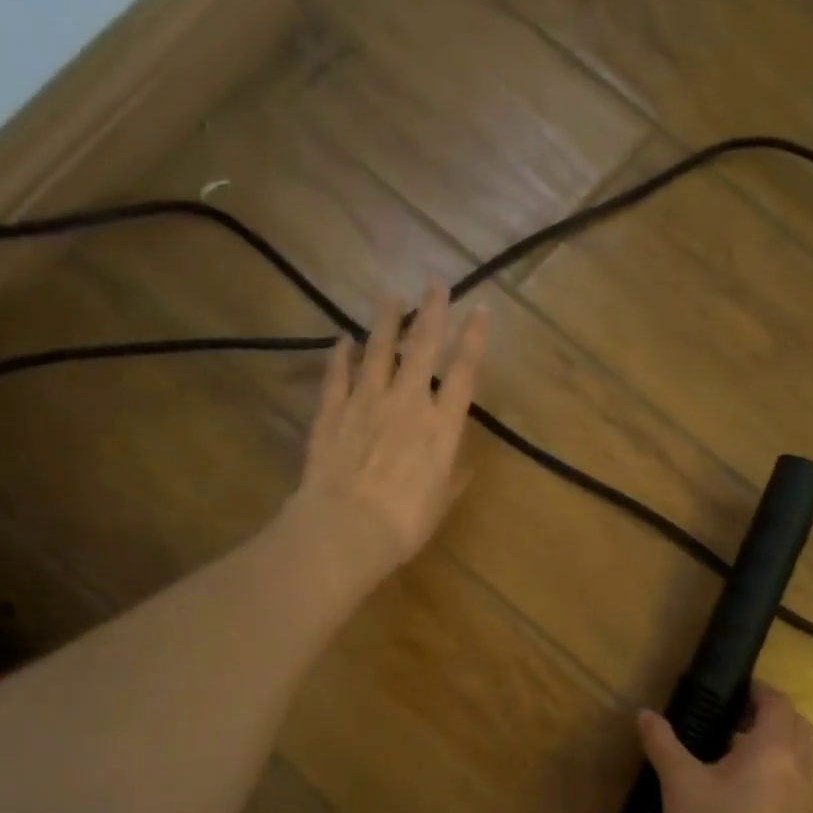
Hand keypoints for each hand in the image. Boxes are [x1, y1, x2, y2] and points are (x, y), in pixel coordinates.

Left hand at [292, 284, 489, 582]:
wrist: (345, 529)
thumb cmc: (403, 524)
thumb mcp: (439, 504)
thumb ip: (452, 480)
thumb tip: (463, 468)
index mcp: (441, 427)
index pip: (463, 372)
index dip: (474, 338)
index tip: (481, 309)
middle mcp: (407, 403)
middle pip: (422, 348)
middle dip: (432, 312)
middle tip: (436, 283)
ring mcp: (366, 403)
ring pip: (378, 351)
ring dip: (386, 322)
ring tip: (391, 297)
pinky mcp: (332, 412)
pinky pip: (337, 376)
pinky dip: (339, 356)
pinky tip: (341, 340)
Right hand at [638, 683, 812, 812]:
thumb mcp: (680, 787)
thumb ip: (664, 744)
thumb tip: (645, 713)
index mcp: (774, 752)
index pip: (779, 704)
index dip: (758, 692)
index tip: (730, 692)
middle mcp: (800, 774)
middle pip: (795, 729)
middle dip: (768, 718)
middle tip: (728, 721)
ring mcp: (807, 809)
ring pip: (797, 763)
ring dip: (772, 751)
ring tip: (727, 761)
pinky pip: (794, 793)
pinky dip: (774, 782)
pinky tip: (738, 803)